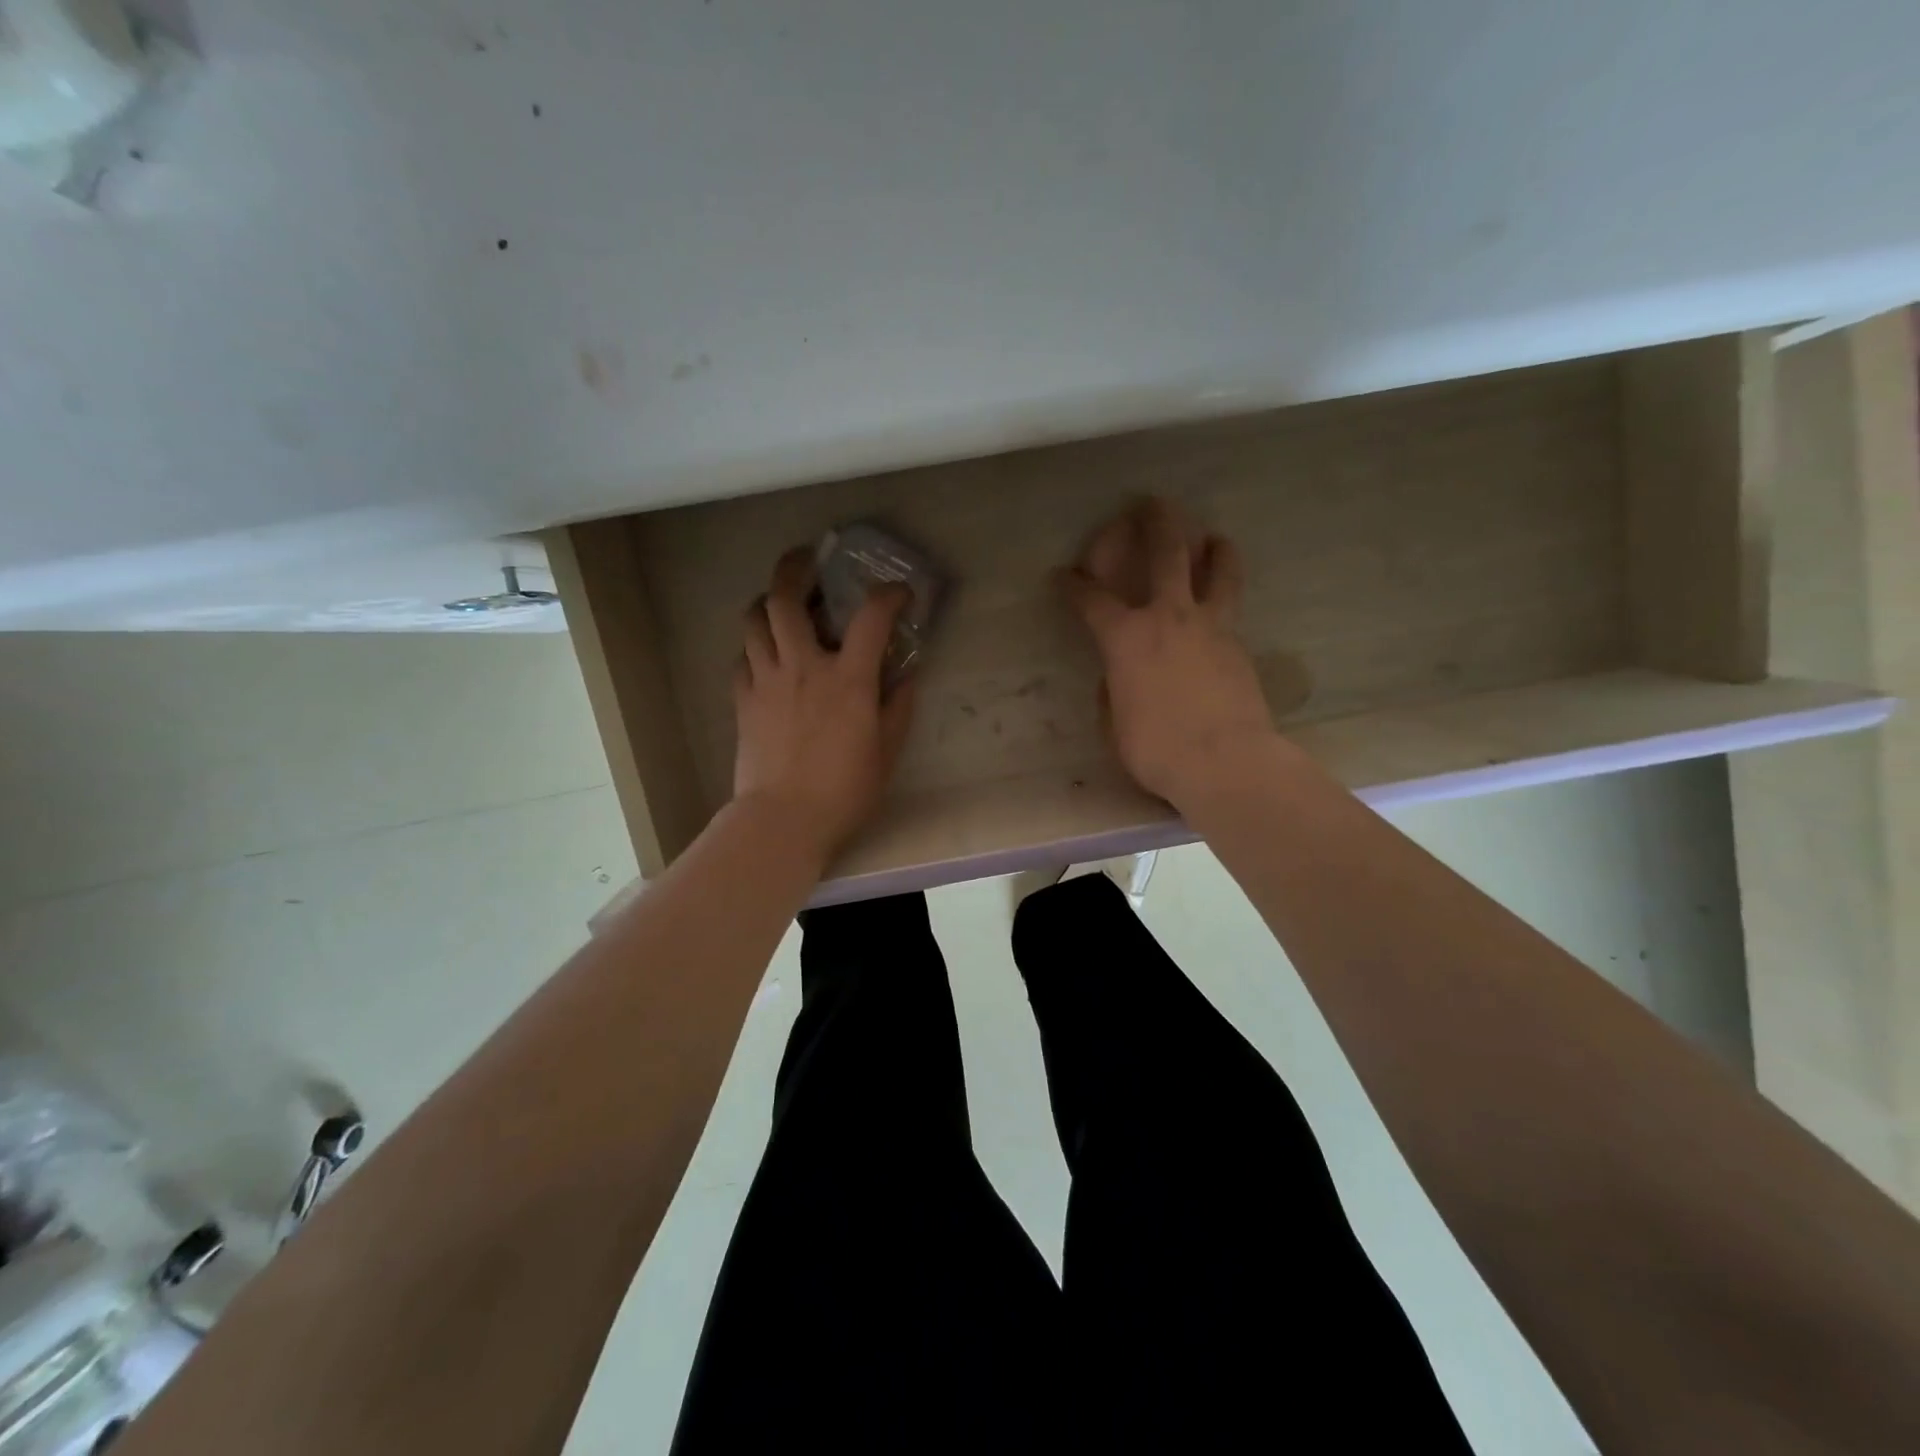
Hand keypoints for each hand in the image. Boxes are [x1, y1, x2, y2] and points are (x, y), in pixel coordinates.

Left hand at [732, 547, 916, 862]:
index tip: (898, 593)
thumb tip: (906, 677)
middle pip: (785, 599)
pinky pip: (742, 658)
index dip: (888, 596)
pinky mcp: (743, 701)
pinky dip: (755, 647)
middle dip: (795, 569)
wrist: (783, 820)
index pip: (871, 618)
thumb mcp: (887, 751)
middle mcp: (803, 666)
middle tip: (806, 561)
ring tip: (780, 604)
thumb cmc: (844, 790)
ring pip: (754, 621)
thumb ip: (899, 707)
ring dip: (767, 603)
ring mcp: (767, 681)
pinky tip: (766, 656)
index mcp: (848, 679)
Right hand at [1060, 498, 1277, 807]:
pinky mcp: (1239, 645)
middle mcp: (1169, 618)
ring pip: (1218, 569)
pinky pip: (1232, 607)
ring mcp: (1211, 627)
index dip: (1073, 585)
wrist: (1226, 762)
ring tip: (1213, 538)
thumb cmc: (1157, 748)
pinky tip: (1223, 603)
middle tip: (1152, 503)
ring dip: (1213, 547)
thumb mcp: (1115, 725)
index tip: (1063, 575)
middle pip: (1166, 552)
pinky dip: (1226, 593)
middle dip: (1156, 521)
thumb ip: (1113, 692)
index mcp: (1126, 638)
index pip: (1091, 600)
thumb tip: (1117, 679)